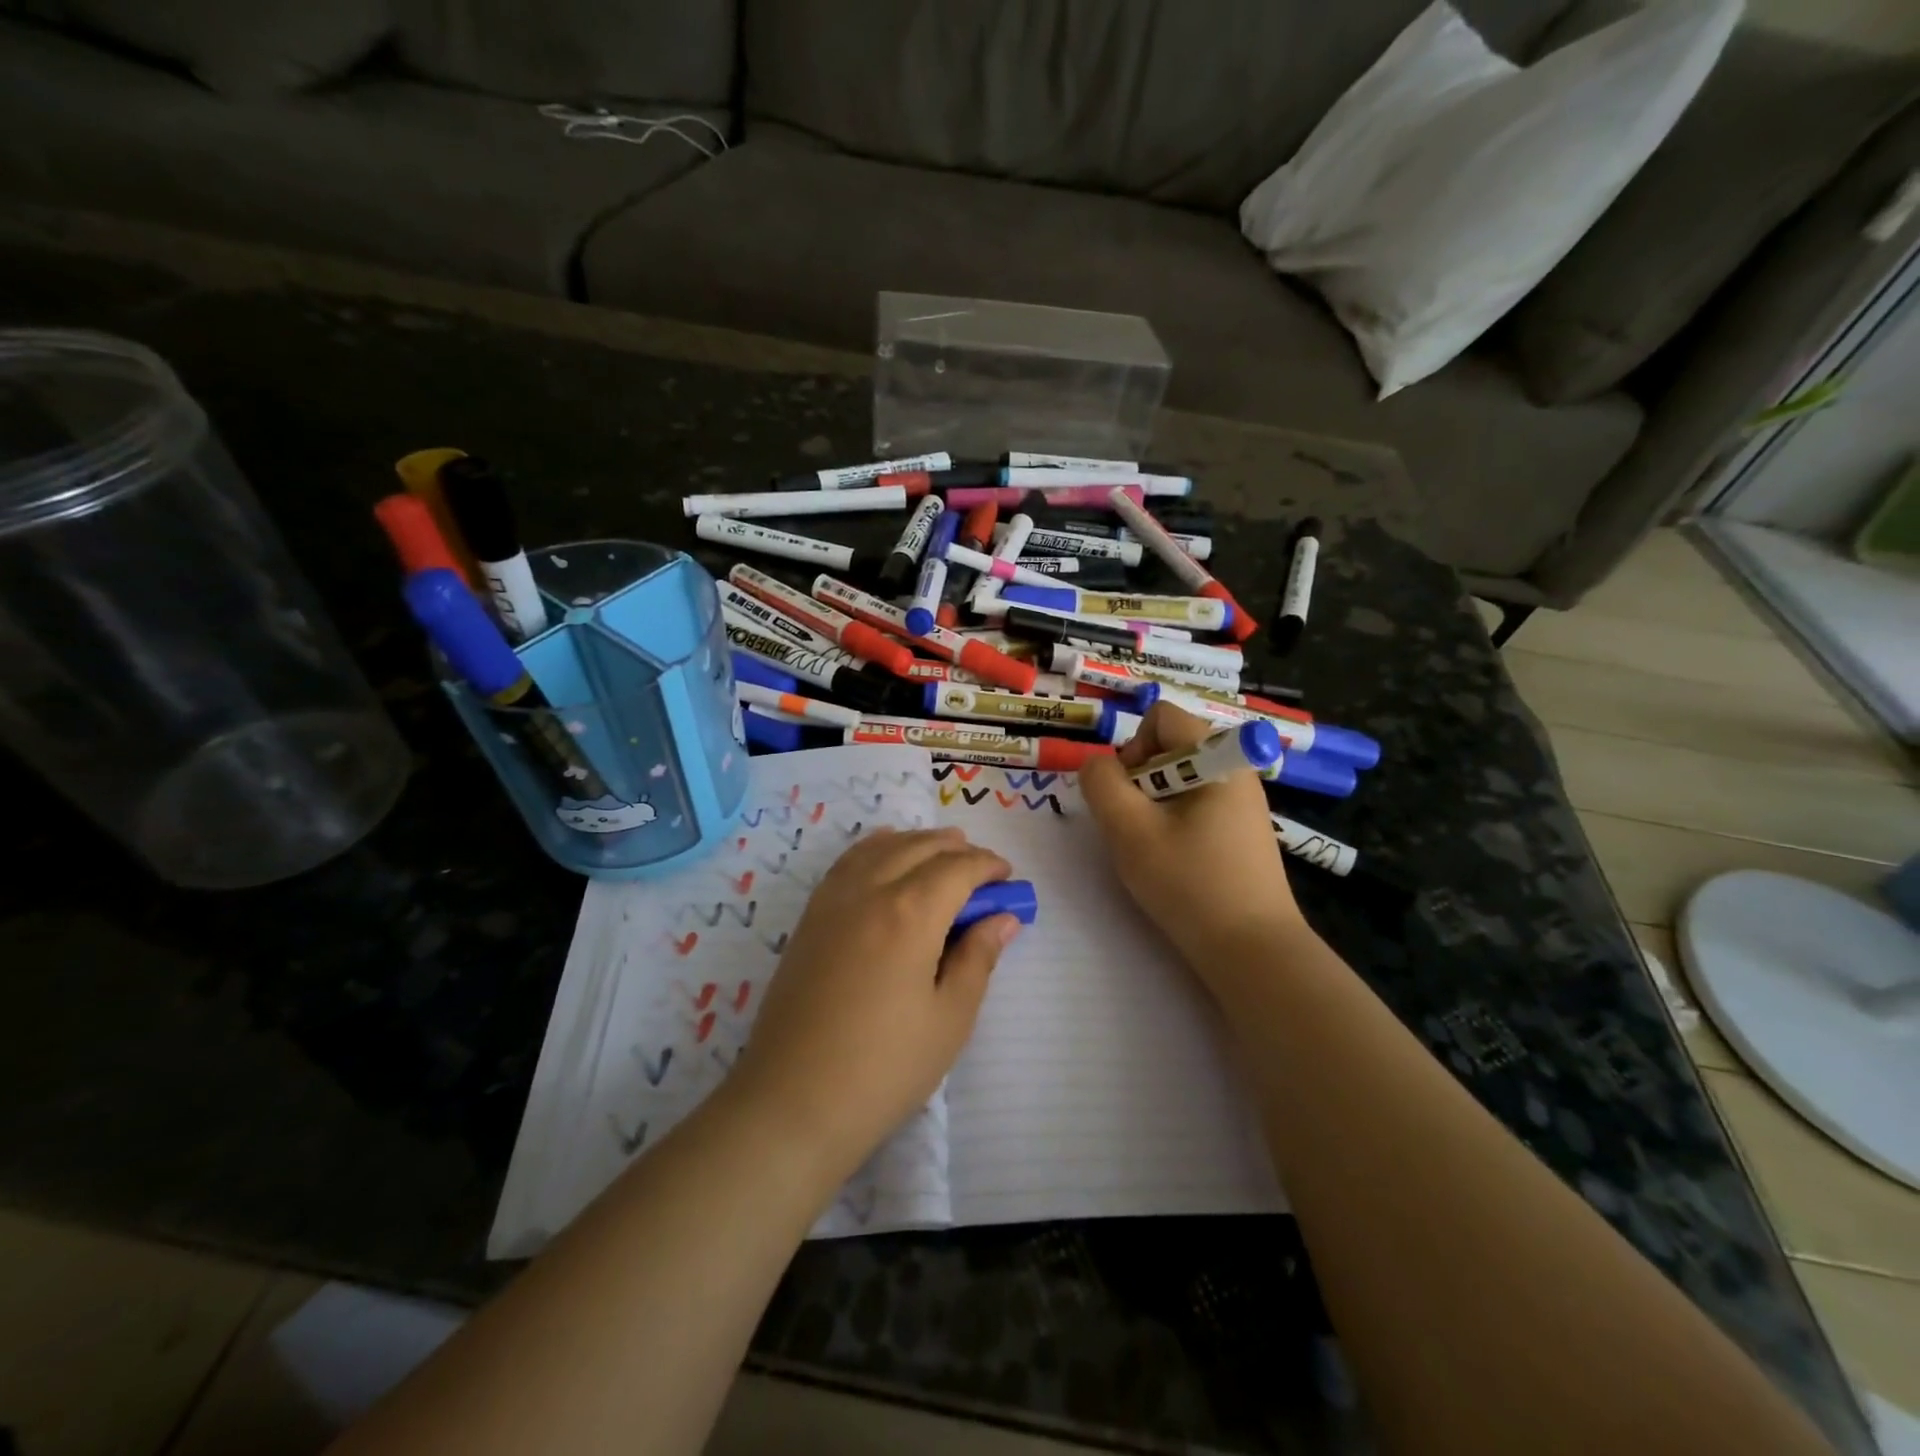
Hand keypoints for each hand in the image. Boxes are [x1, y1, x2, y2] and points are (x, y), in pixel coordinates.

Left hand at [724, 827, 1019, 1182]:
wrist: (793, 1101)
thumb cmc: (884, 1068)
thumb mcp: (949, 1017)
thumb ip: (978, 957)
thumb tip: (1003, 918)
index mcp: (910, 913)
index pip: (958, 868)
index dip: (988, 866)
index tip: (1008, 878)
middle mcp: (870, 890)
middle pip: (920, 848)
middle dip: (957, 849)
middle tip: (982, 871)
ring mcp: (833, 900)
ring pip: (881, 847)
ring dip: (917, 843)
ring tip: (941, 851)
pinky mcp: (810, 917)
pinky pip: (848, 861)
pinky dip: (876, 848)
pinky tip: (885, 857)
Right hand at [1079, 702, 1303, 981]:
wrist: (1252, 950)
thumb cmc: (1189, 883)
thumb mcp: (1130, 830)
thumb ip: (1102, 785)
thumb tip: (1097, 765)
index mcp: (1217, 757)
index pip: (1161, 716)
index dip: (1133, 747)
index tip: (1130, 795)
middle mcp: (1236, 768)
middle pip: (1170, 746)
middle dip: (1141, 778)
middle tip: (1137, 826)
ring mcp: (1242, 800)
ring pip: (1179, 778)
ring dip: (1154, 803)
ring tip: (1155, 846)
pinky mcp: (1242, 829)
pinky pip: (1196, 803)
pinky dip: (1174, 820)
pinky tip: (1176, 860)